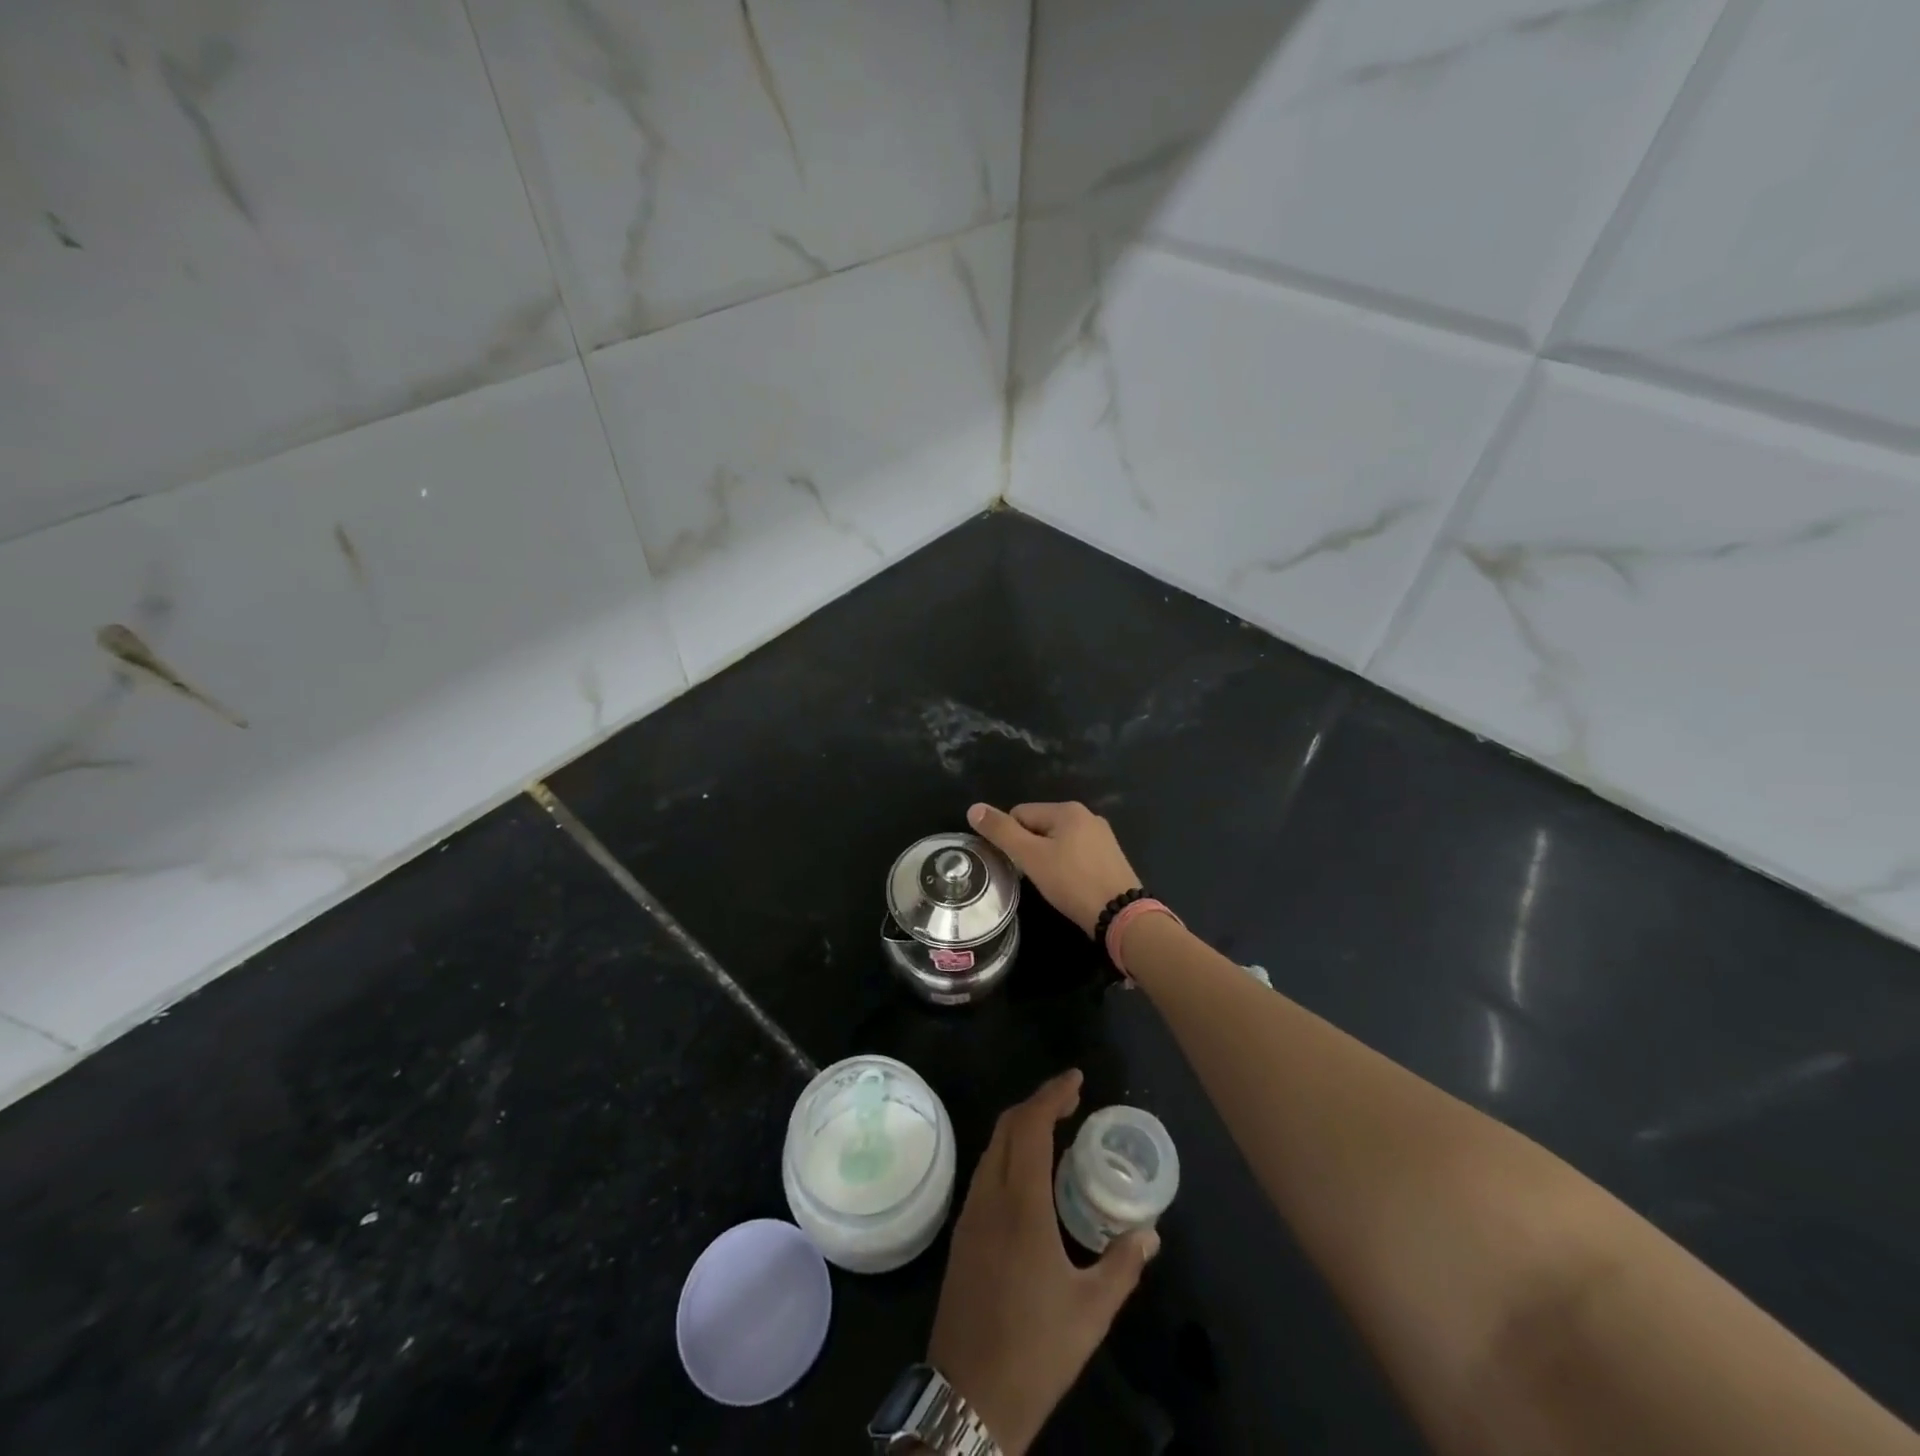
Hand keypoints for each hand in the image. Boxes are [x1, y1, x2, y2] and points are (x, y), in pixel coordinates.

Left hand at [927, 1070, 1159, 1455]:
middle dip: (1039, 1103)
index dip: (1052, 1095)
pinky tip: (1029, 1173)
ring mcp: (970, 1213)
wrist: (969, 1396)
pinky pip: (986, 1170)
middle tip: (1072, 1099)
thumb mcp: (1091, 1312)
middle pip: (1008, 1126)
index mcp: (1021, 1205)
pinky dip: (1009, 1151)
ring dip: (1021, 1126)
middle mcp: (990, 1196)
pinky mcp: (962, 1232)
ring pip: (993, 1146)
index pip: (1032, 1126)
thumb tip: (1149, 1234)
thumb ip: (1121, 1266)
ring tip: (1055, 1128)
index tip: (1076, 1079)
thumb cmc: (1036, 1351)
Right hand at [967, 802, 1139, 937]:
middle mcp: (1087, 816)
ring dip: (1047, 859)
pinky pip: (1076, 854)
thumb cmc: (1072, 882)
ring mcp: (1102, 836)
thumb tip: (974, 808)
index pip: (1020, 814)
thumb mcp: (1030, 856)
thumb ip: (1001, 832)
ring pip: (1058, 841)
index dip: (1011, 839)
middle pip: (1039, 826)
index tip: (1016, 865)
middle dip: (1030, 849)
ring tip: (1050, 884)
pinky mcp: (1110, 857)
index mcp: (1067, 809)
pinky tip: (1069, 886)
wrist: (1121, 915)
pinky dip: (1066, 867)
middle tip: (1032, 876)